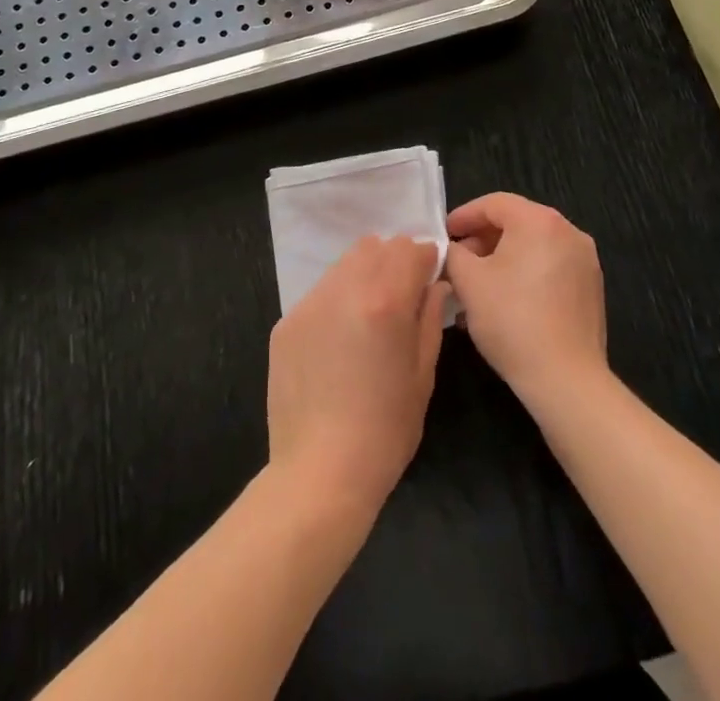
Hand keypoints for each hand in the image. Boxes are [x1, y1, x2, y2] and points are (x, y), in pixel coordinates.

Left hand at [266, 236, 449, 517]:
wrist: (319, 472)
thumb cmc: (385, 430)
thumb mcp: (422, 374)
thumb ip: (429, 318)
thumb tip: (434, 285)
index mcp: (385, 300)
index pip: (410, 249)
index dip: (426, 259)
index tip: (430, 277)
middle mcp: (344, 289)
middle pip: (375, 247)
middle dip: (394, 261)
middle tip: (402, 295)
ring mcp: (309, 303)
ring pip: (344, 265)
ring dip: (363, 275)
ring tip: (369, 317)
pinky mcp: (285, 323)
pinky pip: (319, 294)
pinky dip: (336, 301)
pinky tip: (339, 341)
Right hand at [445, 193, 606, 406]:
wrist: (566, 380)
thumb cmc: (512, 320)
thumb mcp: (468, 281)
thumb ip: (454, 253)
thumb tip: (454, 249)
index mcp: (540, 221)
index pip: (494, 203)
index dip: (464, 215)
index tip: (444, 233)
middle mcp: (568, 231)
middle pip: (517, 222)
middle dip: (483, 238)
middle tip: (458, 260)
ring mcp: (585, 261)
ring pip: (534, 247)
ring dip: (502, 258)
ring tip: (477, 284)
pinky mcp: (591, 289)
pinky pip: (550, 267)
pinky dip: (525, 274)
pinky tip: (505, 300)